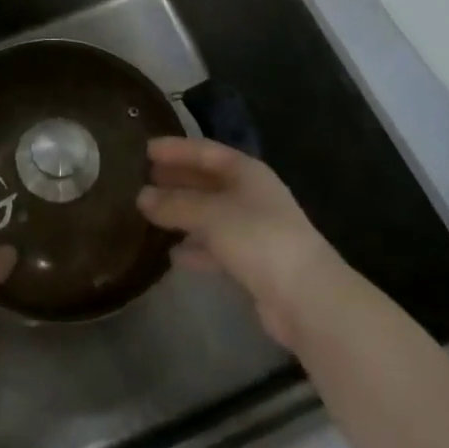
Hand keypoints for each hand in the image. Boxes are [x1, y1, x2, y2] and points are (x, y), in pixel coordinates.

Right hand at [137, 138, 351, 350]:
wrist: (307, 298)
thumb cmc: (259, 239)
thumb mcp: (211, 214)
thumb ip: (175, 204)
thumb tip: (141, 196)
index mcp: (246, 172)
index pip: (205, 151)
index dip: (176, 149)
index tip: (146, 148)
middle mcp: (251, 195)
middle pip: (208, 181)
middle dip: (177, 179)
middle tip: (143, 178)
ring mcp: (254, 230)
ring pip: (210, 214)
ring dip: (182, 213)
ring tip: (149, 213)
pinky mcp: (253, 263)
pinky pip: (216, 247)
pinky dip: (195, 248)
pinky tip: (173, 255)